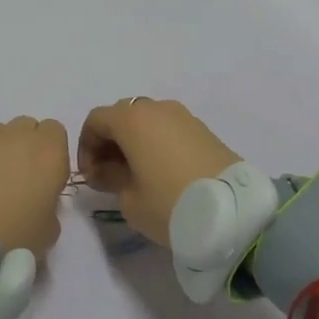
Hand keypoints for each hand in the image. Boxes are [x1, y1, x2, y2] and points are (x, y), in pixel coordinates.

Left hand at [0, 110, 69, 258]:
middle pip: (26, 127)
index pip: (56, 132)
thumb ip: (50, 207)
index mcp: (50, 153)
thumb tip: (38, 200)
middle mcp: (19, 134)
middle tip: (11, 180)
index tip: (41, 178)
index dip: (48, 153)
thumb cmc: (11, 239)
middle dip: (22, 147)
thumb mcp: (47, 234)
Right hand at [77, 98, 240, 245]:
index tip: (90, 176)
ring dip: (134, 143)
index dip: (86, 147)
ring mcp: (183, 116)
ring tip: (136, 176)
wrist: (233, 211)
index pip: (95, 120)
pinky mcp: (203, 129)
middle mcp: (156, 108)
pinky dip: (156, 144)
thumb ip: (110, 178)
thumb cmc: (169, 203)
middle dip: (109, 143)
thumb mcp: (129, 199)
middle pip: (121, 116)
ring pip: (147, 122)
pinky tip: (160, 173)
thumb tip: (108, 170)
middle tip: (109, 176)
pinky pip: (168, 130)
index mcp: (132, 119)